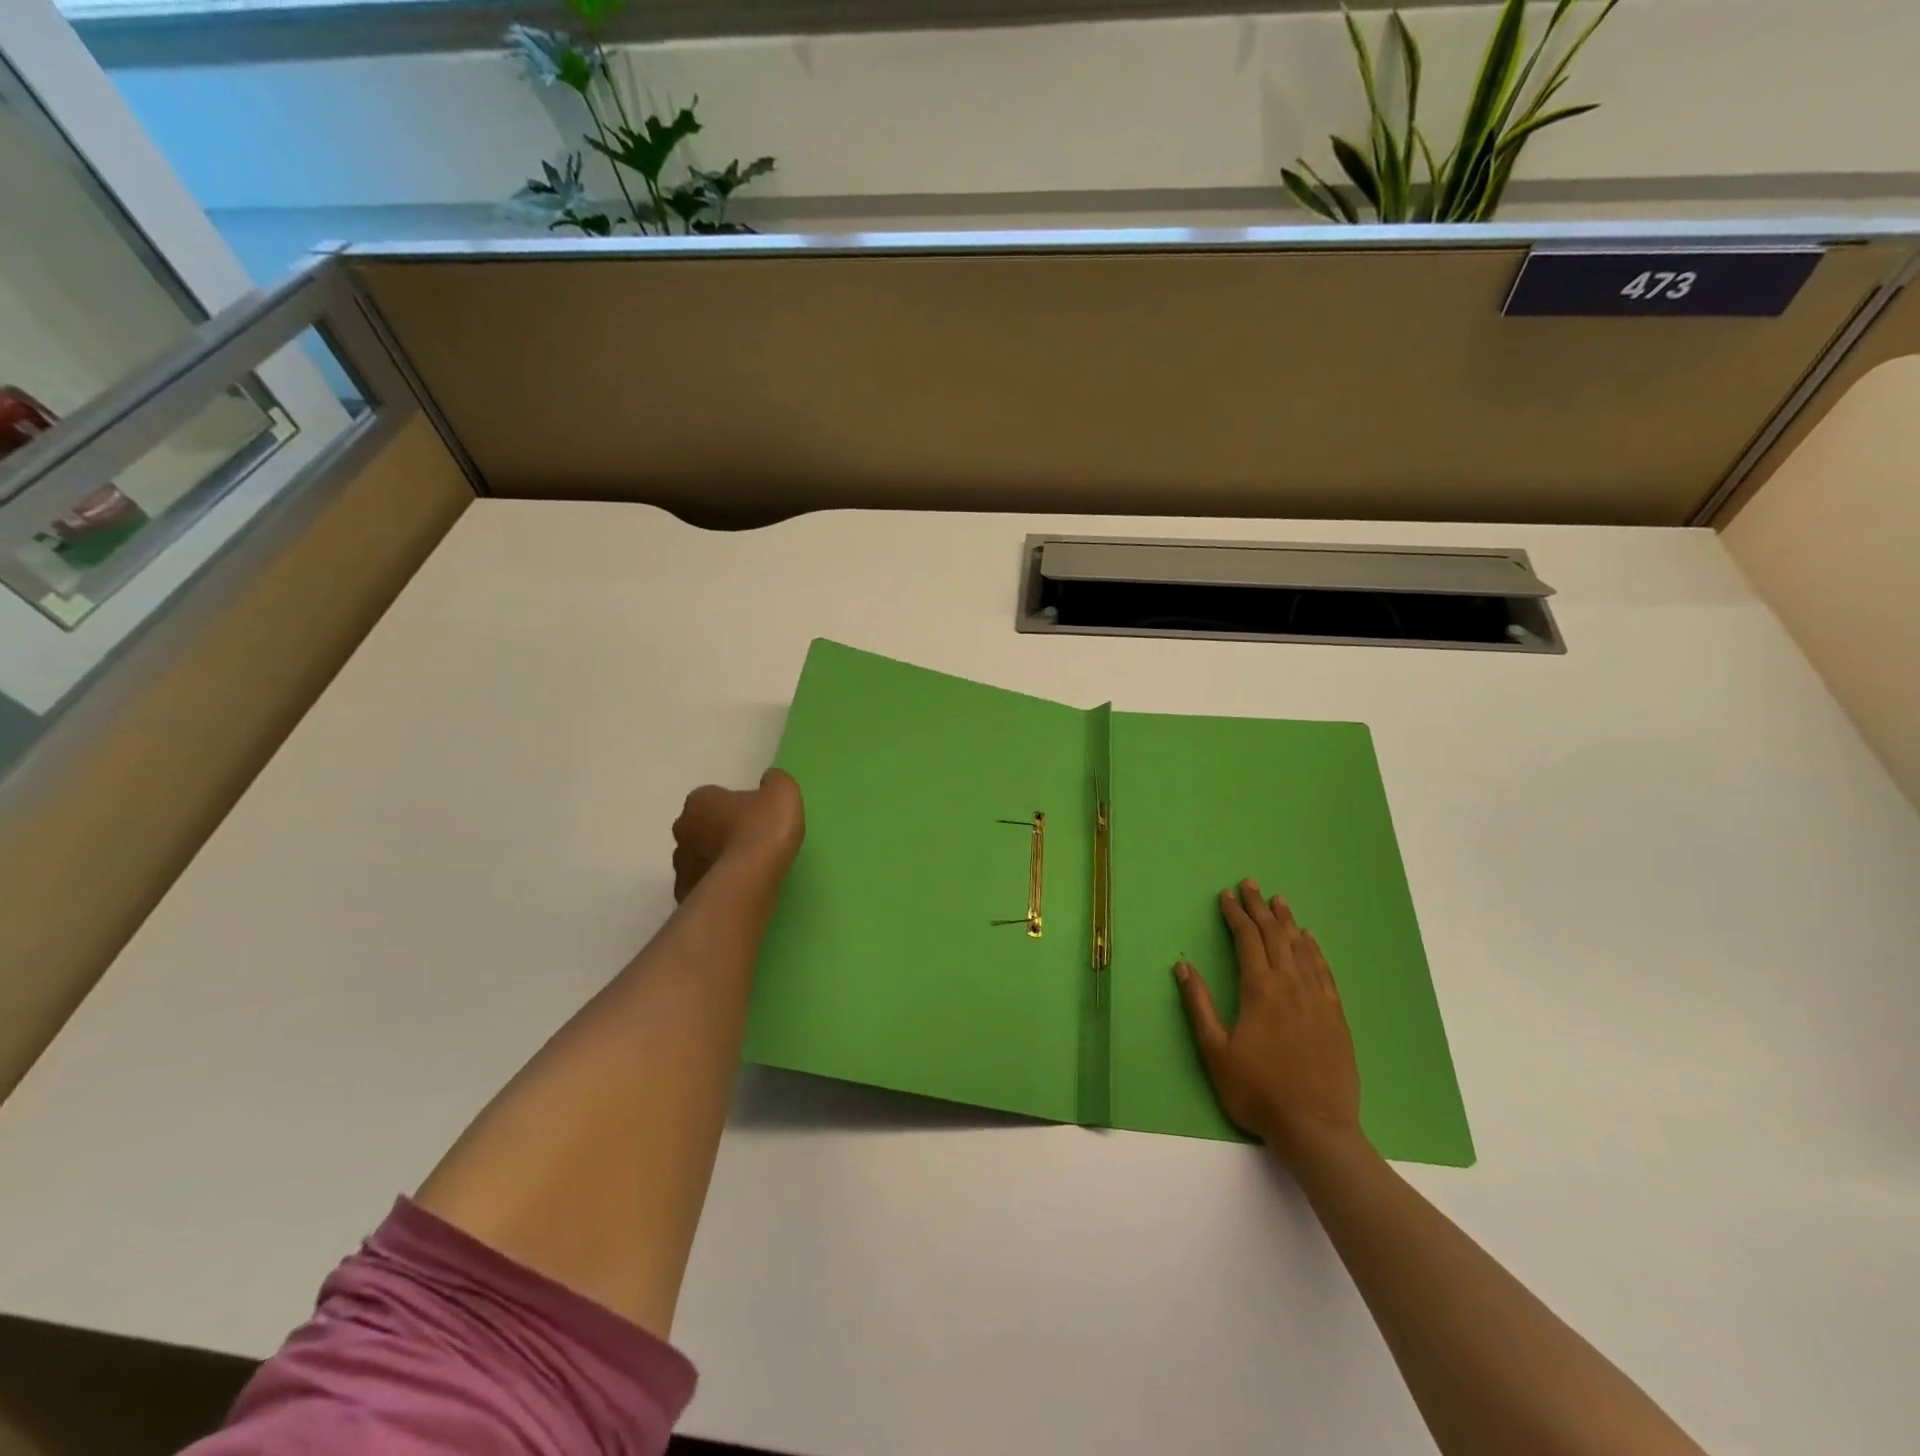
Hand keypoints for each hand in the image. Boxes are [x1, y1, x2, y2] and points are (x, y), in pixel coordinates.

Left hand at [671, 769, 804, 901]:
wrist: (749, 882)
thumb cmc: (763, 829)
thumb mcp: (783, 792)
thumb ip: (775, 782)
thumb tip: (768, 781)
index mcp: (699, 800)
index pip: (714, 797)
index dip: (735, 806)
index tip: (755, 817)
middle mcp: (682, 829)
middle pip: (701, 826)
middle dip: (719, 832)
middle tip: (749, 841)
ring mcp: (680, 864)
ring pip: (699, 857)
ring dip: (716, 859)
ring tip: (746, 869)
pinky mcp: (684, 893)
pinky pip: (701, 884)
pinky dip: (715, 884)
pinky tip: (737, 888)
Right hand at [1174, 878, 1363, 1164]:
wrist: (1316, 1128)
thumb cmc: (1257, 1091)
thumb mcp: (1215, 1051)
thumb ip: (1199, 1005)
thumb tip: (1182, 966)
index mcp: (1260, 990)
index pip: (1247, 940)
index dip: (1235, 915)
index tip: (1226, 895)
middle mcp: (1291, 985)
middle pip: (1275, 936)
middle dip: (1260, 908)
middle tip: (1250, 884)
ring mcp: (1318, 1000)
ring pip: (1302, 949)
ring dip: (1288, 922)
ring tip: (1279, 901)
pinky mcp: (1336, 1017)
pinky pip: (1325, 972)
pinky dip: (1315, 950)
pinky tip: (1310, 940)